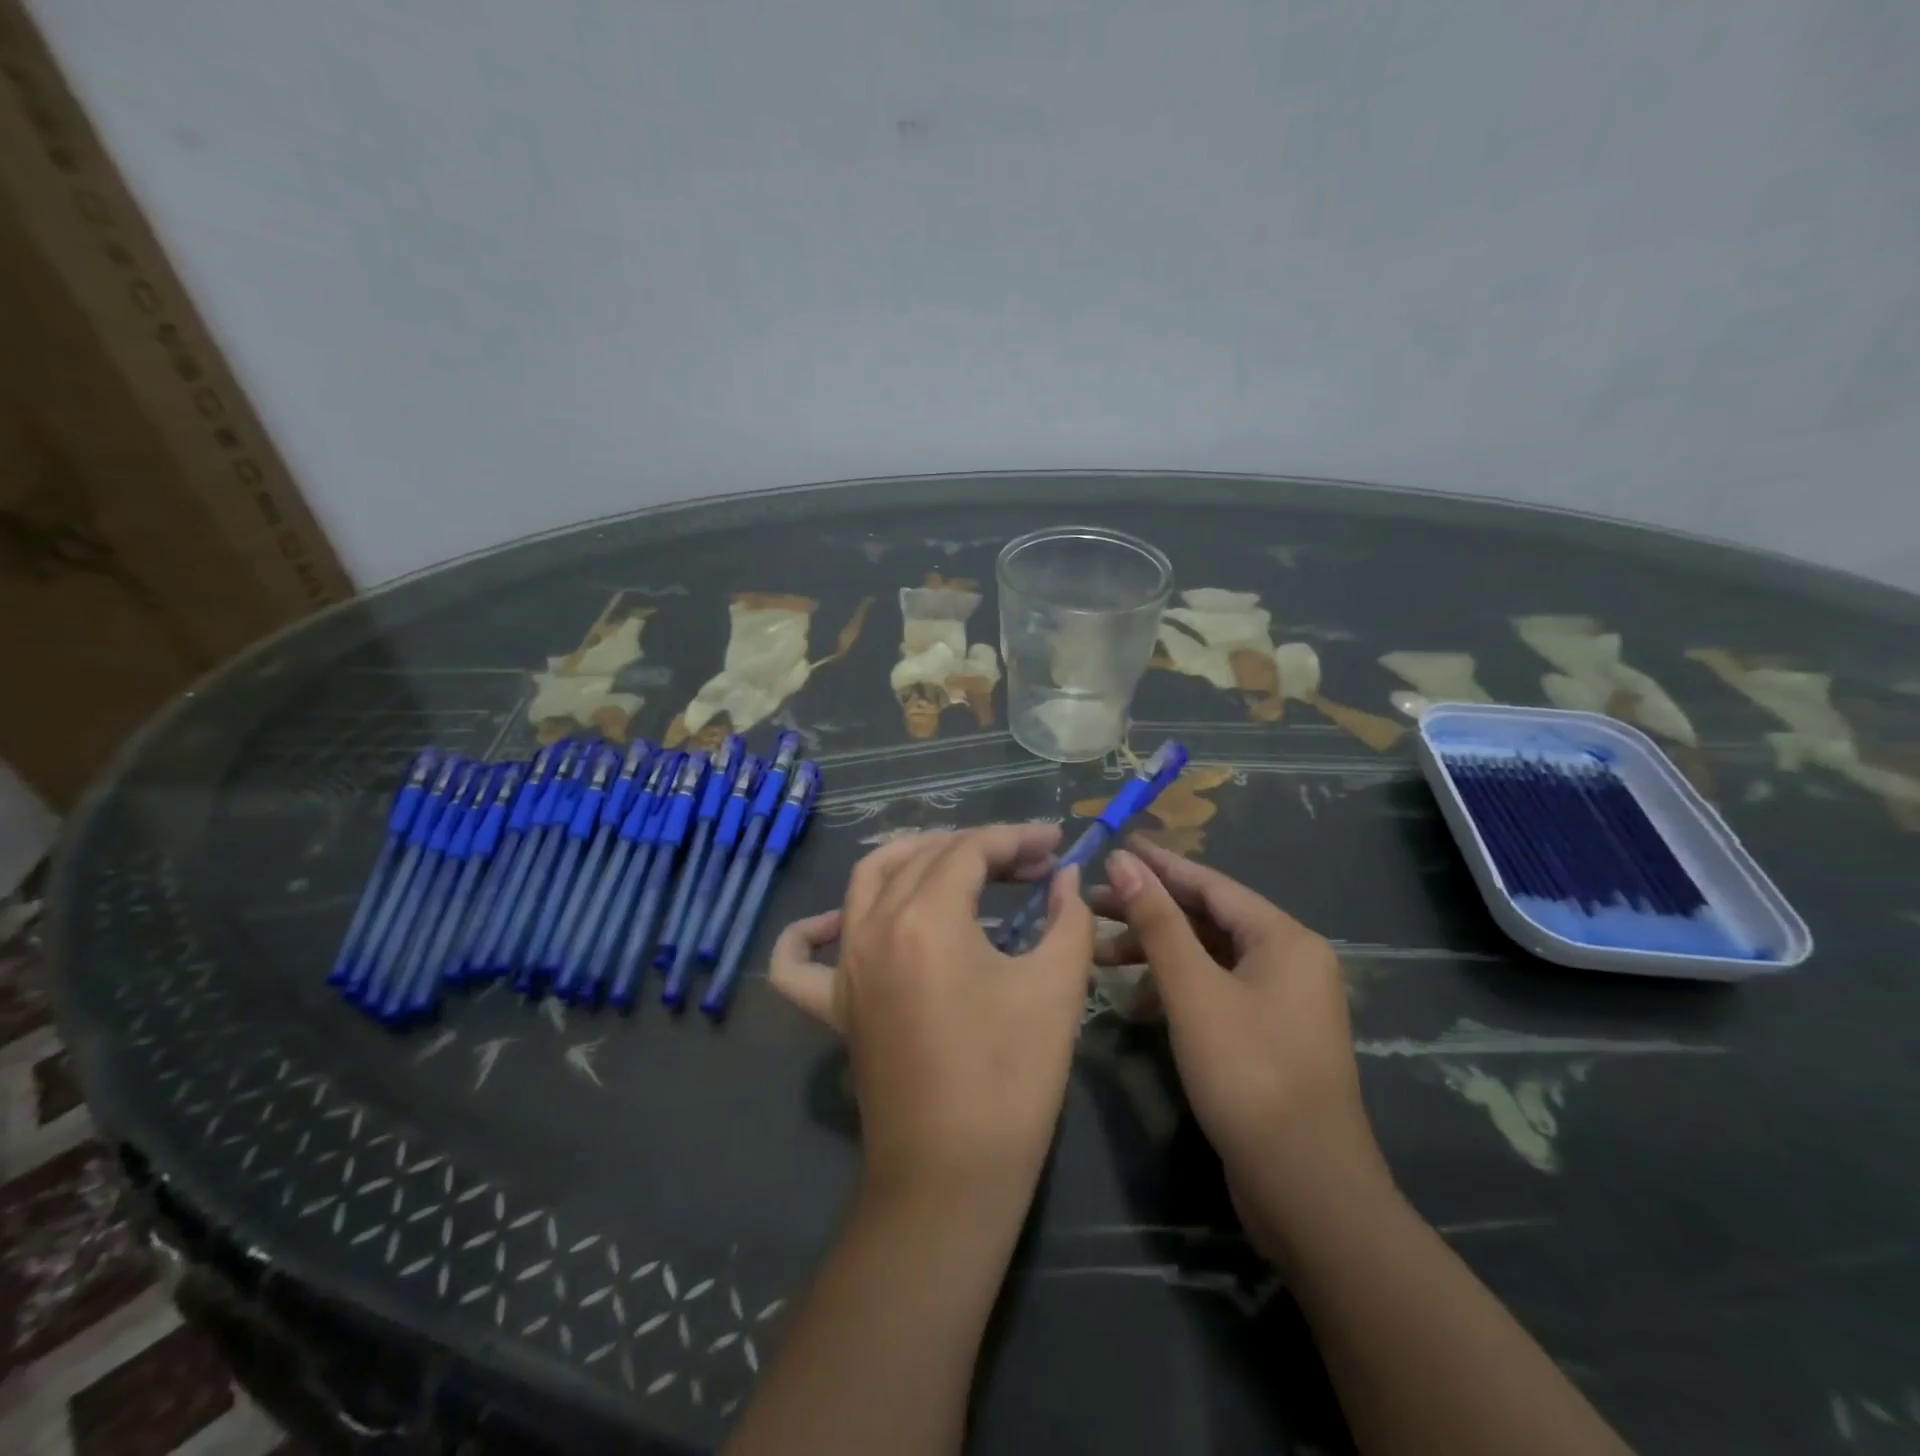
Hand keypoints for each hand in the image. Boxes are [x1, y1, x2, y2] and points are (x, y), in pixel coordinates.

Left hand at [771, 825, 1095, 1209]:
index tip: (1056, 845)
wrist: (953, 1178)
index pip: (971, 850)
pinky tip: (836, 923)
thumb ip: (1067, 917)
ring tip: (958, 864)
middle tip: (1029, 864)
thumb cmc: (1011, 1078)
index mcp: (927, 917)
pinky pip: (799, 961)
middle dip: (980, 848)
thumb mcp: (1056, 987)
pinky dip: (808, 933)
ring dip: (912, 859)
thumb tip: (1066, 878)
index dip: (1017, 839)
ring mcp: (845, 967)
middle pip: (925, 858)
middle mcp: (874, 927)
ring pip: (866, 882)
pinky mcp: (833, 1006)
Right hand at [1096, 838, 1390, 1253]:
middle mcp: (1289, 961)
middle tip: (1092, 904)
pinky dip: (1175, 991)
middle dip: (1149, 912)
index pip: (1210, 884)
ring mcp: (1281, 1002)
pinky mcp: (1268, 1036)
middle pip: (1208, 919)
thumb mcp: (1193, 991)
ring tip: (1101, 957)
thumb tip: (1124, 862)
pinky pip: (1215, 992)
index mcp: (1283, 939)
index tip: (1114, 846)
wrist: (1308, 1191)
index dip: (1158, 864)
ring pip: (1208, 958)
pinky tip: (1136, 1007)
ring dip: (1156, 954)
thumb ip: (1157, 922)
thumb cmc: (1248, 1075)